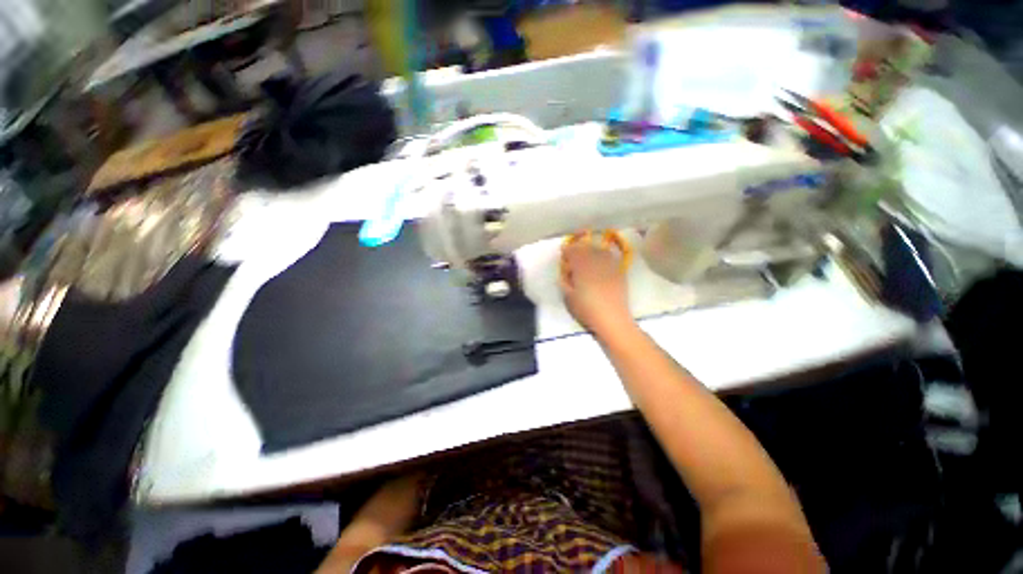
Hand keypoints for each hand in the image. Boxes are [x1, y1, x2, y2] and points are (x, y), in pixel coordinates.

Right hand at [560, 236, 633, 336]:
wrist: (612, 319)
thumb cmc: (587, 310)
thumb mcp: (568, 297)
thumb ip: (565, 282)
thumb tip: (566, 272)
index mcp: (582, 267)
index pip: (573, 251)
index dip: (567, 250)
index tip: (563, 253)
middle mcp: (596, 262)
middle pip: (586, 248)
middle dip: (578, 249)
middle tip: (573, 255)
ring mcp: (609, 265)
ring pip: (599, 250)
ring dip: (591, 250)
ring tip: (586, 256)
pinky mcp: (619, 272)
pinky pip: (610, 257)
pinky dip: (603, 256)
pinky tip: (600, 261)